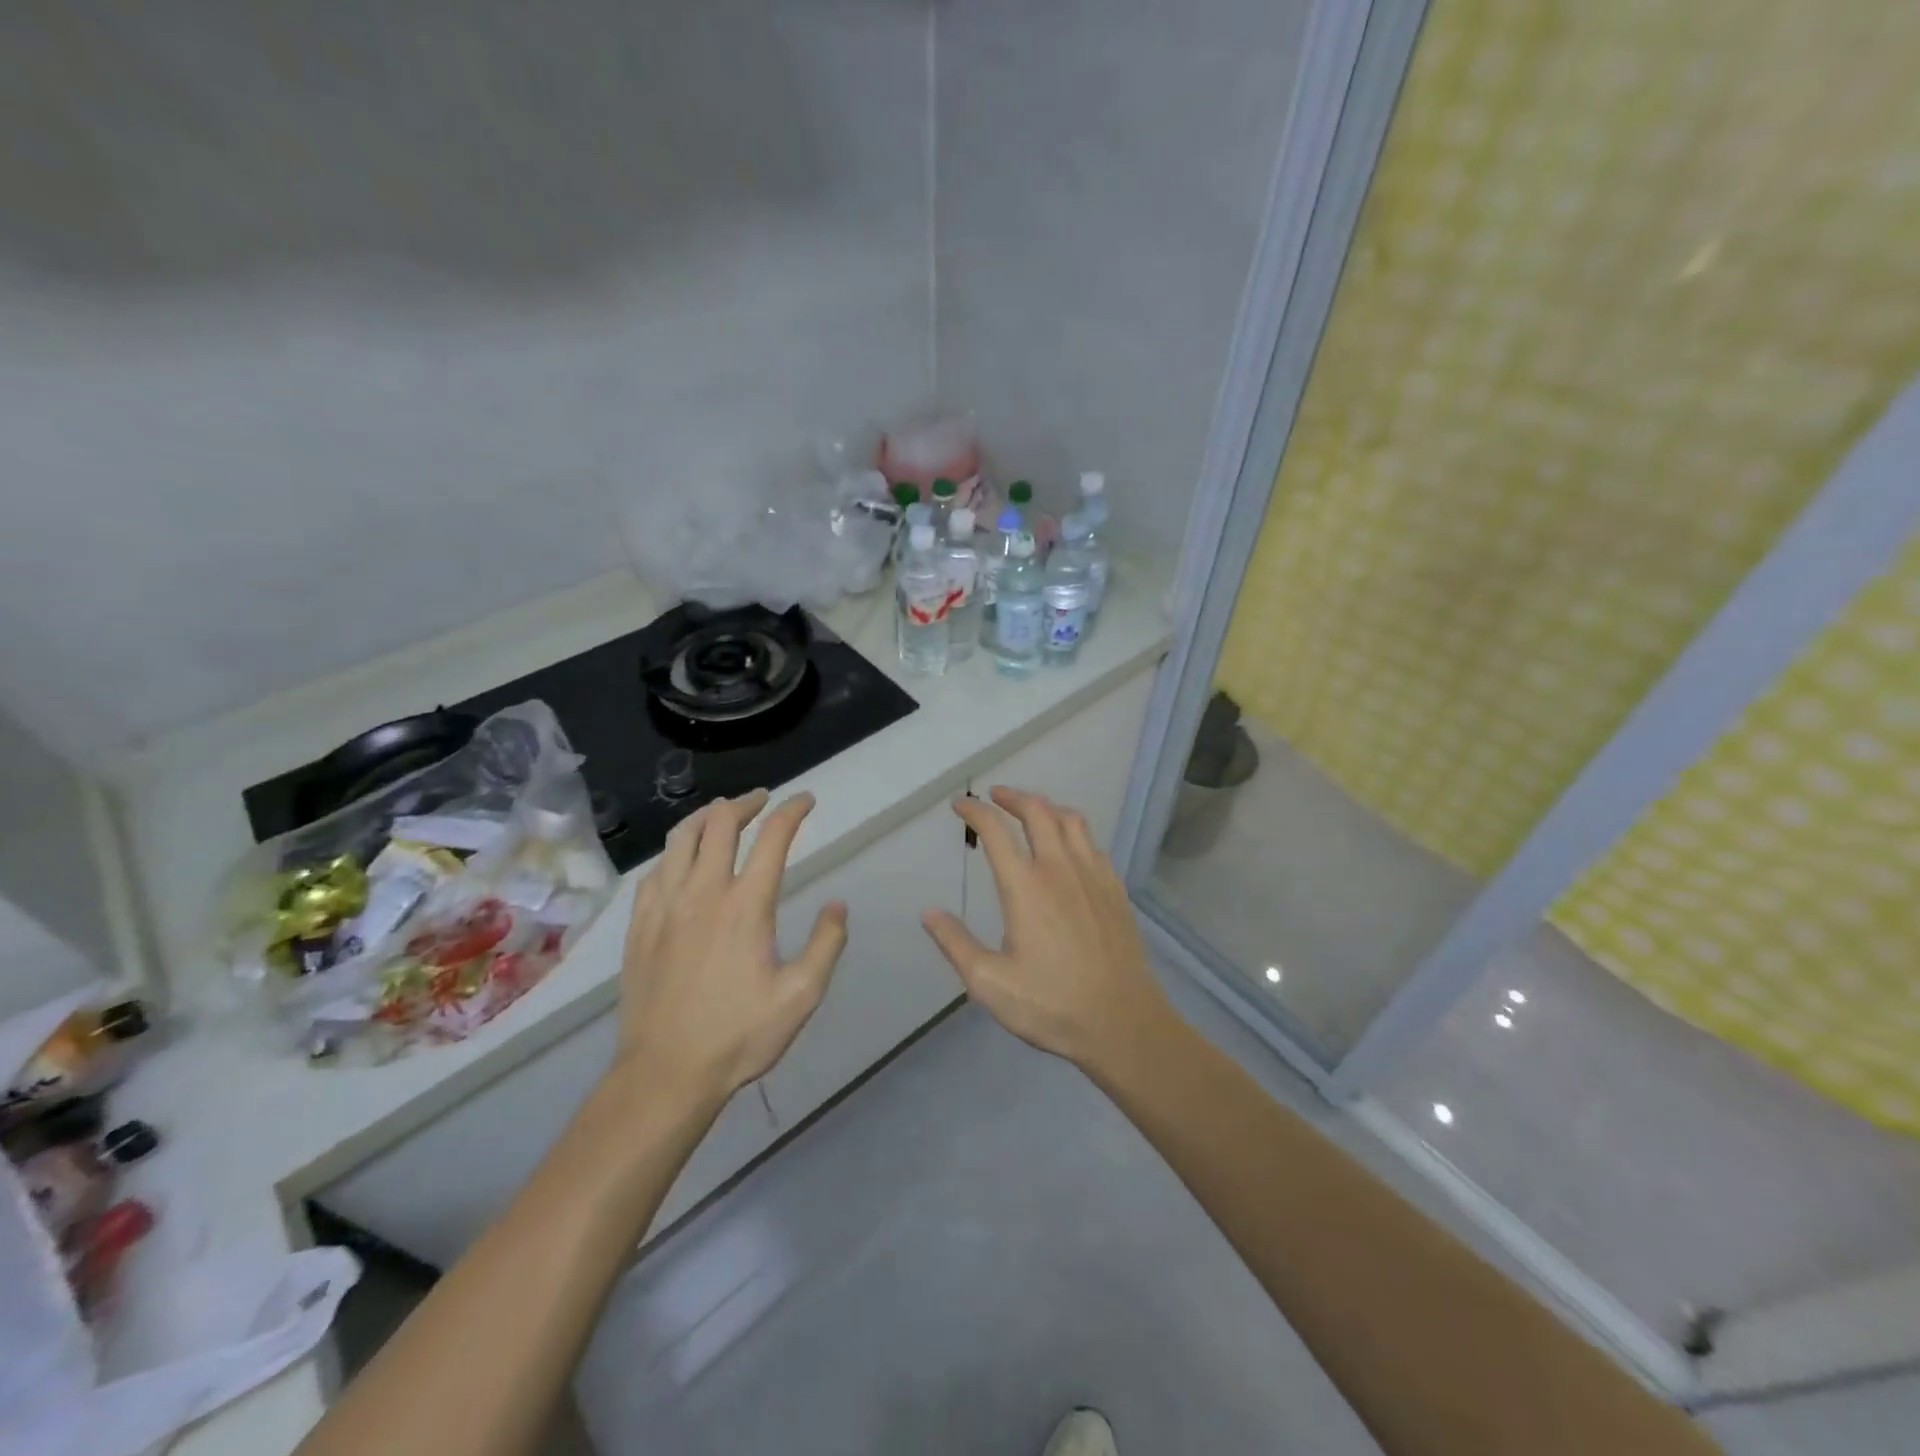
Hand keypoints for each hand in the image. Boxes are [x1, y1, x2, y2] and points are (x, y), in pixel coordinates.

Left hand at [613, 790, 846, 1106]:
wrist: (665, 1073)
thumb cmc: (739, 1035)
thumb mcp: (801, 995)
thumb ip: (826, 944)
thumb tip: (837, 905)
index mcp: (745, 905)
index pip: (772, 838)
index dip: (792, 812)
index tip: (806, 801)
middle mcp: (703, 893)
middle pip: (720, 824)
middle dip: (745, 803)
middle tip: (763, 800)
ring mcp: (665, 907)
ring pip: (680, 839)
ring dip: (705, 817)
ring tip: (721, 815)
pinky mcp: (639, 926)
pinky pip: (655, 871)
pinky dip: (675, 852)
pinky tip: (682, 861)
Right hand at [922, 788, 1169, 1070]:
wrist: (1123, 1023)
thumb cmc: (1052, 1005)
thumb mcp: (990, 983)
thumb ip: (956, 944)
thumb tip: (929, 913)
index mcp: (1026, 887)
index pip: (996, 831)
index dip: (975, 811)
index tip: (961, 804)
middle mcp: (1060, 869)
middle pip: (1038, 811)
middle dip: (1012, 797)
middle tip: (995, 797)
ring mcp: (1094, 876)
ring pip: (1071, 820)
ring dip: (1046, 808)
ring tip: (1031, 812)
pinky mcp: (1115, 889)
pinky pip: (1093, 843)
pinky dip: (1073, 832)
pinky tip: (1069, 848)